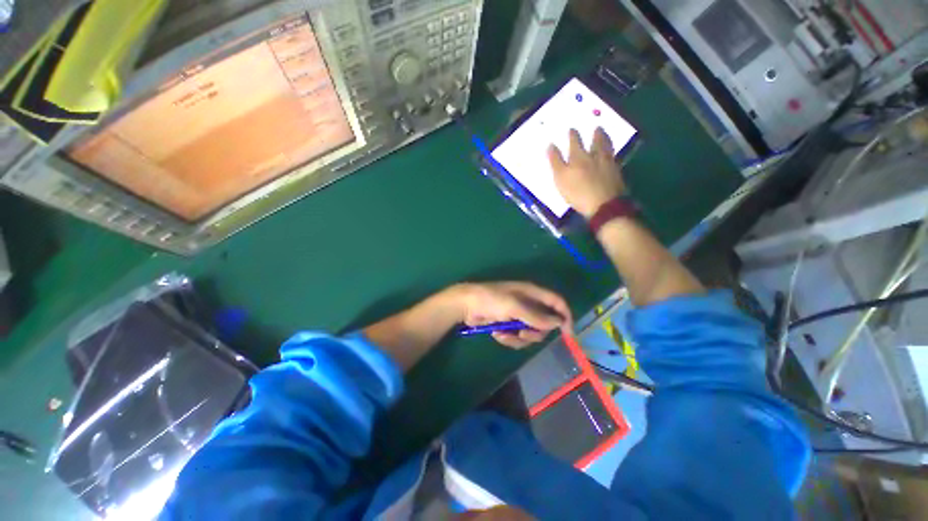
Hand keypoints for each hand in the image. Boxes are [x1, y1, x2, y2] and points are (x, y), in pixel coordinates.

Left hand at [453, 282, 571, 348]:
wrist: (467, 305)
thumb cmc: (491, 300)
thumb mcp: (514, 306)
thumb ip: (536, 316)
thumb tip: (558, 322)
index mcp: (532, 293)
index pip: (557, 302)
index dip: (565, 316)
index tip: (568, 334)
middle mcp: (528, 304)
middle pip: (545, 323)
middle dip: (534, 332)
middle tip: (522, 332)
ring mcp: (518, 315)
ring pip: (531, 333)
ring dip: (519, 337)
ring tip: (505, 333)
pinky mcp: (508, 325)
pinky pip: (517, 337)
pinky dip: (509, 338)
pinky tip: (497, 333)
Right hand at [547, 128, 626, 217]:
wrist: (604, 204)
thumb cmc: (578, 192)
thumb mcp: (561, 178)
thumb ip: (555, 161)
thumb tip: (550, 145)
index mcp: (578, 157)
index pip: (574, 143)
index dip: (572, 136)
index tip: (572, 129)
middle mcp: (594, 156)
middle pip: (596, 142)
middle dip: (595, 134)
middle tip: (596, 127)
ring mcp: (608, 164)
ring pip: (607, 147)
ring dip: (605, 140)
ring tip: (605, 135)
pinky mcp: (617, 173)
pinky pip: (614, 157)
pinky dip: (612, 152)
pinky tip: (611, 153)